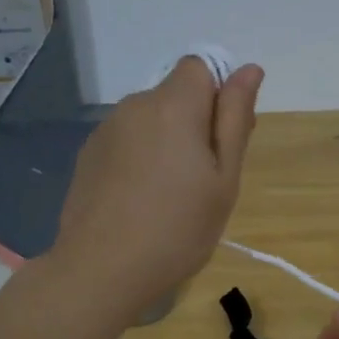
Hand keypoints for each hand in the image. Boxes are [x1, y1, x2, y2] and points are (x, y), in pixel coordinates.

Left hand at [51, 56, 263, 311]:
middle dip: (195, 122)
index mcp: (173, 106)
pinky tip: (140, 200)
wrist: (101, 271)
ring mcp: (106, 130)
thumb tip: (249, 69)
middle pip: (175, 94)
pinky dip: (141, 158)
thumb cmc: (178, 229)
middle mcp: (135, 106)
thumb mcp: (224, 179)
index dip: (219, 94)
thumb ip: (235, 118)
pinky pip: (127, 140)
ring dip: (167, 141)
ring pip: (150, 119)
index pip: (200, 67)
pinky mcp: (88, 155)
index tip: (224, 139)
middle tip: (205, 178)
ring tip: (170, 195)